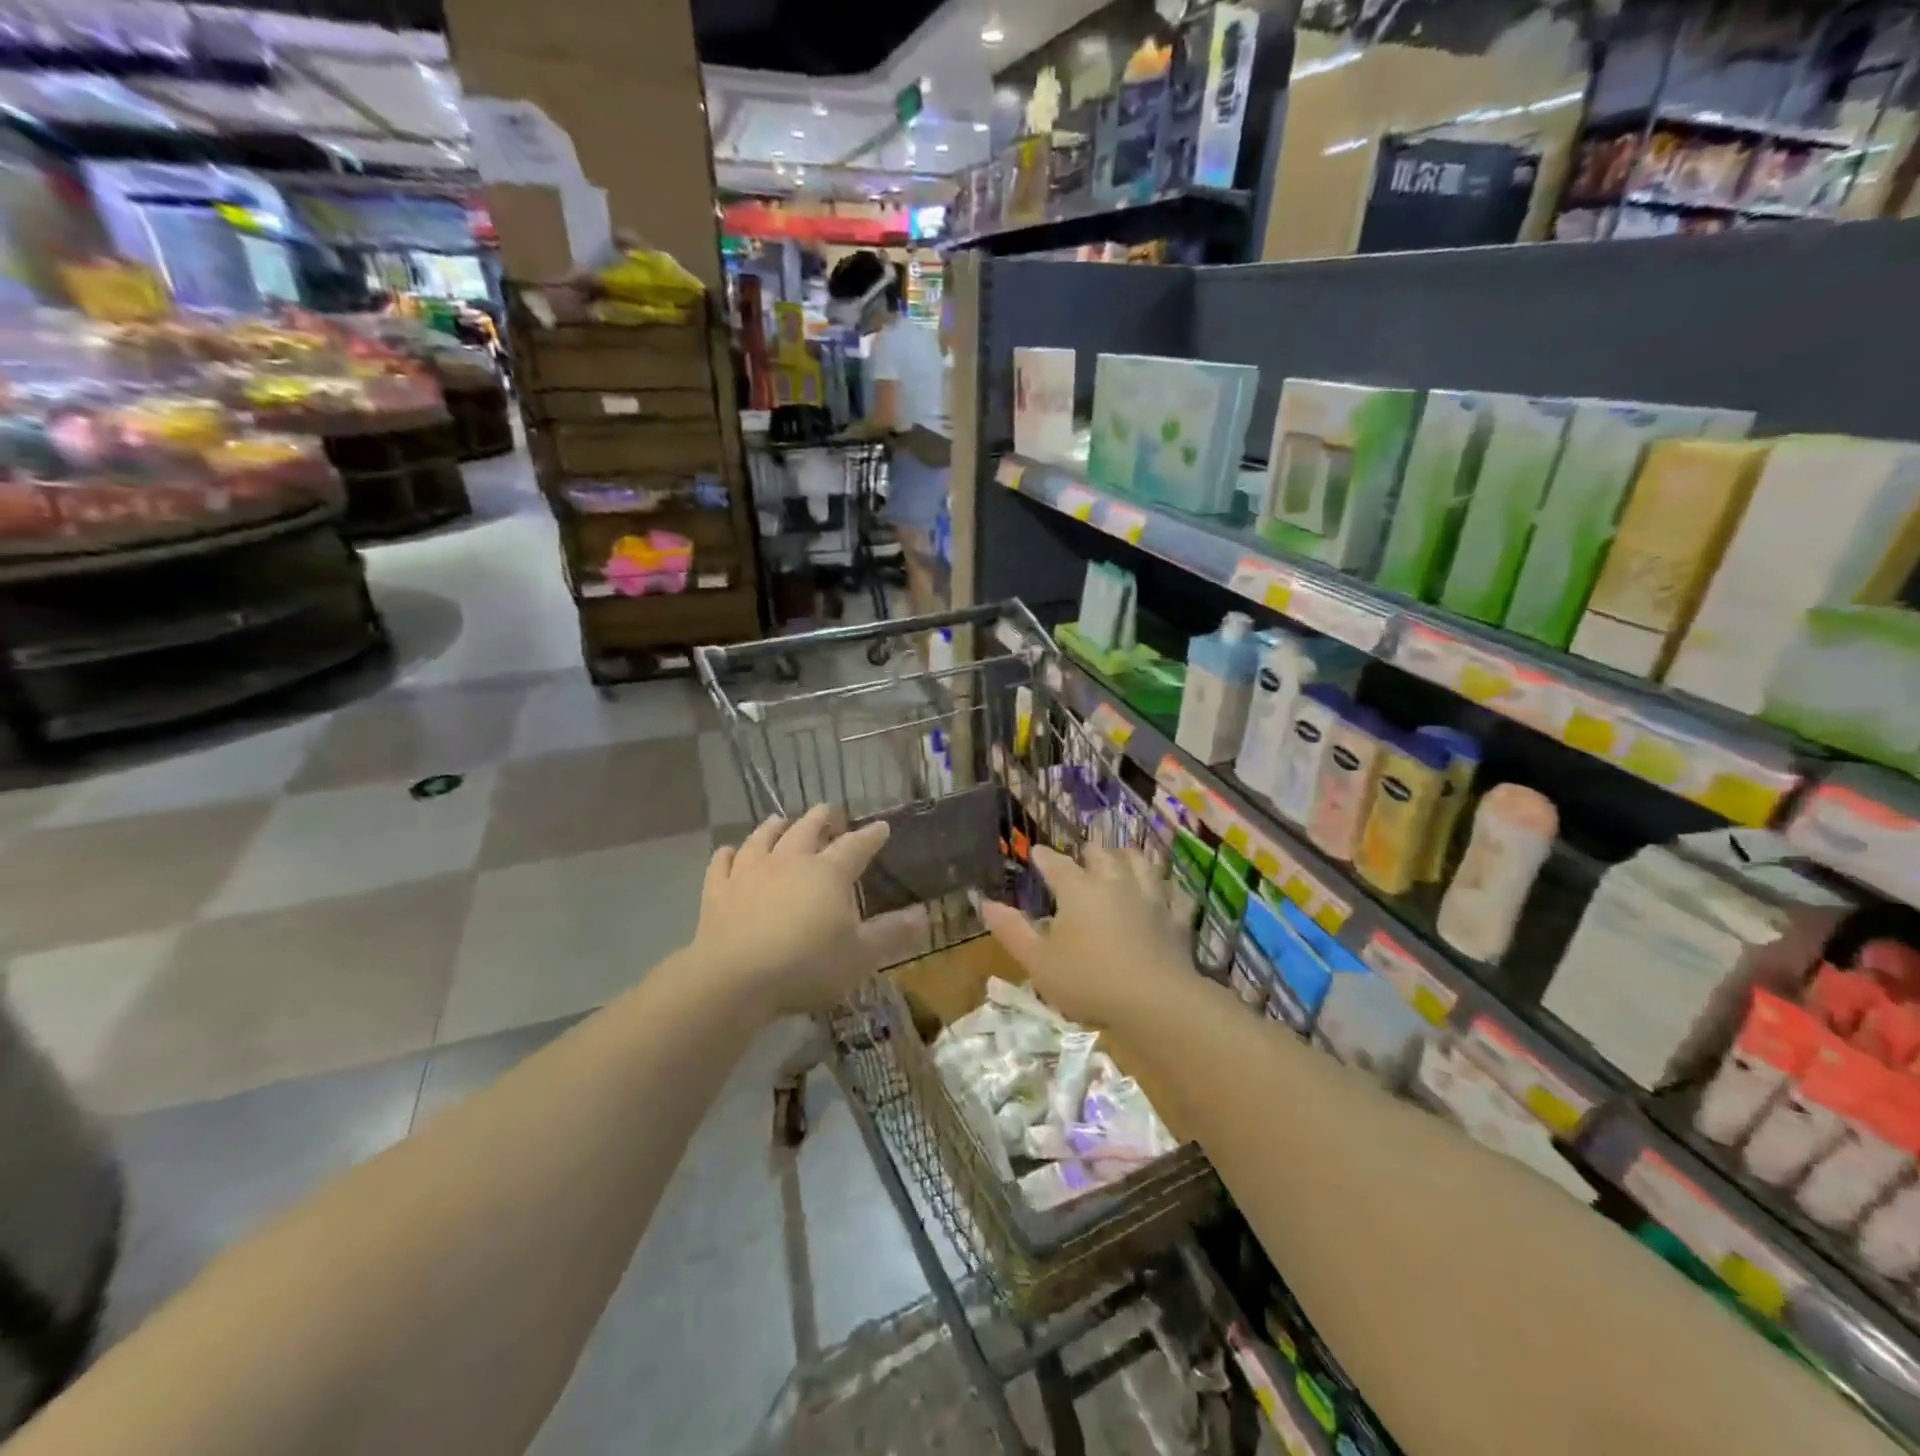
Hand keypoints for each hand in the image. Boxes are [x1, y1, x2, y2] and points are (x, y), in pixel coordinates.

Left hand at [693, 806, 890, 1016]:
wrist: (735, 980)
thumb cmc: (807, 966)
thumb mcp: (860, 956)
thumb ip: (892, 934)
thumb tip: (924, 914)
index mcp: (828, 874)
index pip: (855, 846)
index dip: (871, 836)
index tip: (881, 826)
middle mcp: (790, 862)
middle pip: (807, 830)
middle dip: (820, 818)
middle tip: (828, 810)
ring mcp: (750, 873)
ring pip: (763, 839)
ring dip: (774, 827)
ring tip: (780, 819)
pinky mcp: (718, 891)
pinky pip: (722, 864)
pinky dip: (727, 854)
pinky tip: (729, 851)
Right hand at [980, 845, 1194, 1028]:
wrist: (1156, 1000)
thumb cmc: (1088, 980)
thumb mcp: (1038, 961)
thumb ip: (1011, 930)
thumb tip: (985, 903)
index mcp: (1077, 889)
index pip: (1055, 863)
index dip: (1043, 856)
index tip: (1035, 852)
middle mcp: (1114, 882)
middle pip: (1102, 854)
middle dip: (1089, 852)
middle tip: (1083, 854)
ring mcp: (1149, 897)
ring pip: (1140, 863)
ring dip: (1128, 857)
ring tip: (1123, 858)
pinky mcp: (1176, 918)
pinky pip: (1174, 893)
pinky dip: (1166, 889)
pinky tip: (1165, 892)